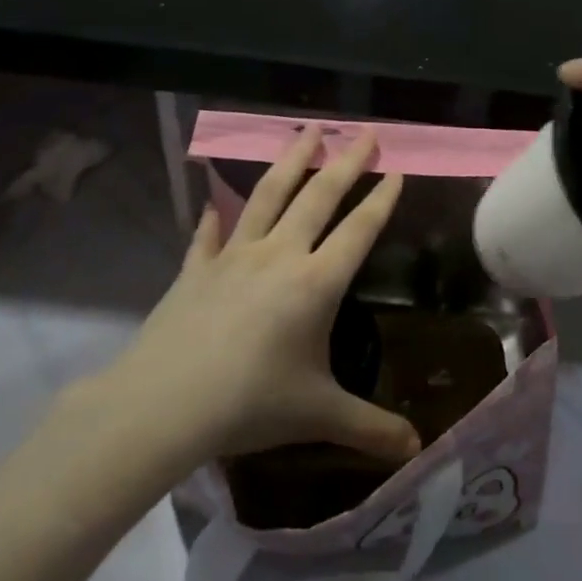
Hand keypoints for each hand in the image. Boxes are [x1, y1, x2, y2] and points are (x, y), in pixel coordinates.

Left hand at [72, 126, 421, 478]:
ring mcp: (234, 256)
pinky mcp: (196, 268)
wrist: (164, 405)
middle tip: (365, 130)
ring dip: (291, 160)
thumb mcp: (319, 416)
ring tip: (307, 130)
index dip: (381, 200)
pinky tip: (214, 199)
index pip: (359, 230)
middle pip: (318, 196)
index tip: (397, 169)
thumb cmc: (250, 404)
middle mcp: (279, 256)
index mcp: (316, 283)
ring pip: (268, 195)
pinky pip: (209, 234)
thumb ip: (370, 429)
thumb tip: (418, 450)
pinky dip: (215, 215)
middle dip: (346, 161)